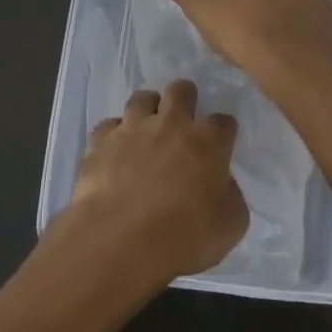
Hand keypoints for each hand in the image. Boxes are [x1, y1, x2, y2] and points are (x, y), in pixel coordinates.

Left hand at [56, 79, 247, 288]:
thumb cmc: (184, 237)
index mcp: (207, 142)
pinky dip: (114, 135)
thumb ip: (230, 196)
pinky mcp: (100, 141)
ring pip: (142, 98)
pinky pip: (109, 126)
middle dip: (186, 97)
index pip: (224, 122)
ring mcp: (132, 129)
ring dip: (148, 109)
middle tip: (183, 119)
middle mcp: (170, 125)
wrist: (120, 240)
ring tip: (147, 128)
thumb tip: (221, 184)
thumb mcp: (230, 225)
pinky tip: (115, 152)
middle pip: (181, 90)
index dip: (224, 131)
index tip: (221, 144)